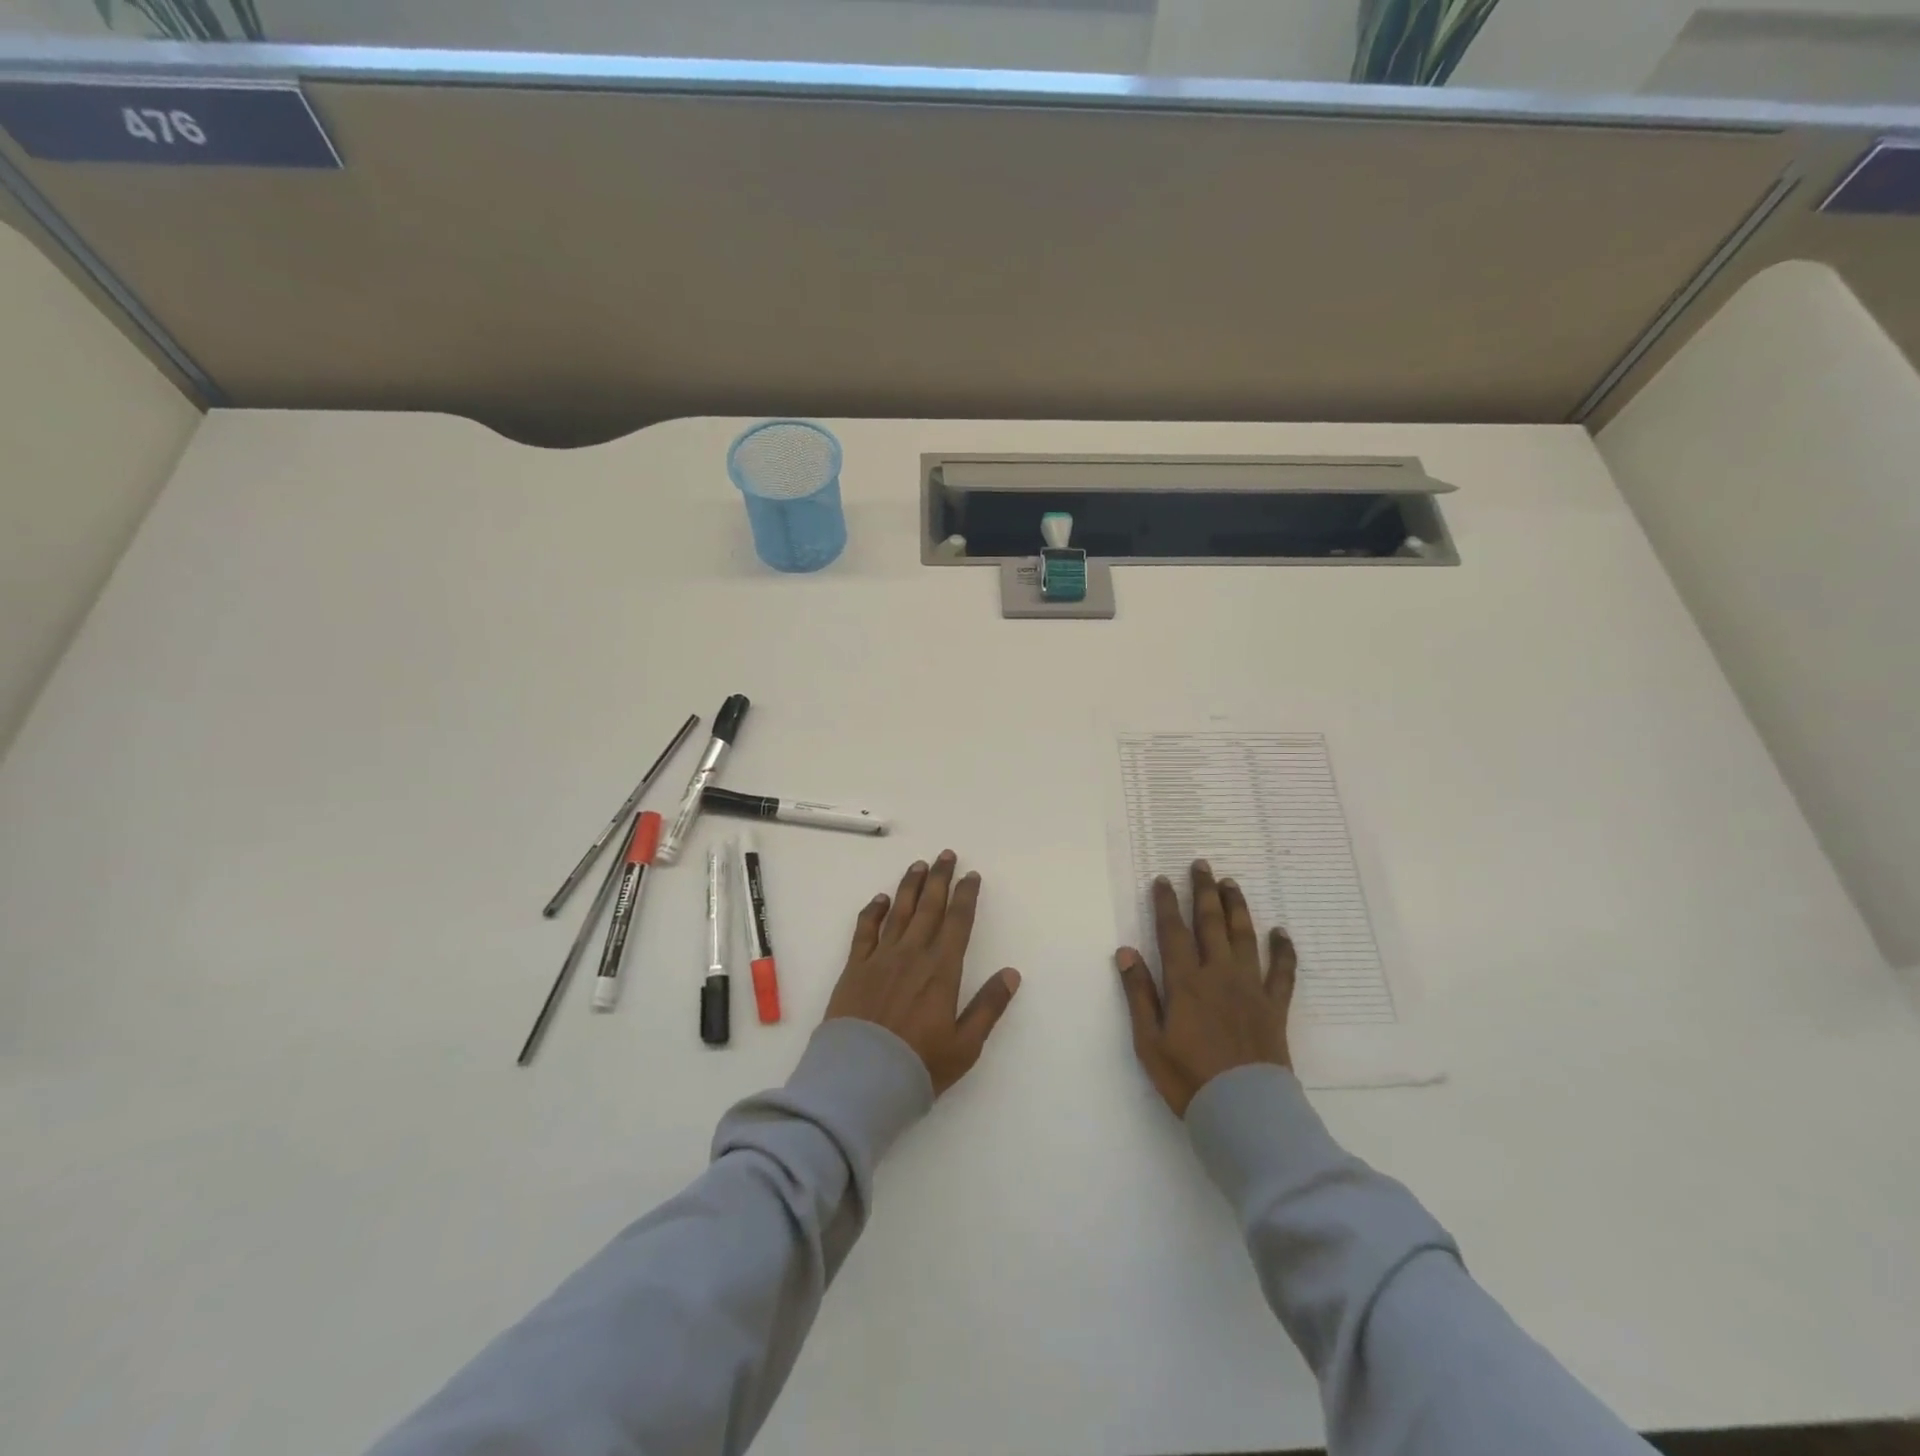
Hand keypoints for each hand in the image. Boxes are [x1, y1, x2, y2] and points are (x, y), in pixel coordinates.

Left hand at [826, 850, 1021, 1094]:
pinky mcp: (854, 968)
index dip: (966, 896)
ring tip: (918, 865)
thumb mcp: (965, 1044)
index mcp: (942, 970)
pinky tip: (880, 899)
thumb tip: (1011, 972)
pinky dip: (873, 911)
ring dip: (910, 886)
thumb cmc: (919, 1065)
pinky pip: (865, 930)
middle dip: (939, 879)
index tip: (972, 876)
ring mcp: (880, 958)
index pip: (958, 922)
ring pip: (898, 911)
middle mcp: (912, 954)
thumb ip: (989, 1006)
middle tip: (946, 855)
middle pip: (929, 907)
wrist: (860, 1079)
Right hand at [1116, 859, 1295, 1117]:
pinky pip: (1282, 972)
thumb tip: (1126, 952)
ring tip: (1231, 884)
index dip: (1167, 903)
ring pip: (1244, 937)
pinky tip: (1281, 933)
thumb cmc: (1188, 1078)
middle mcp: (1219, 975)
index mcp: (1185, 982)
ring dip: (1237, 907)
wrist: (1244, 1111)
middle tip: (1202, 865)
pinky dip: (1283, 950)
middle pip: (1211, 924)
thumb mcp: (1149, 1040)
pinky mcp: (1274, 1007)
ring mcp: (1250, 988)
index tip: (1163, 880)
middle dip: (1204, 892)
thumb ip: (1139, 994)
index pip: (1173, 932)